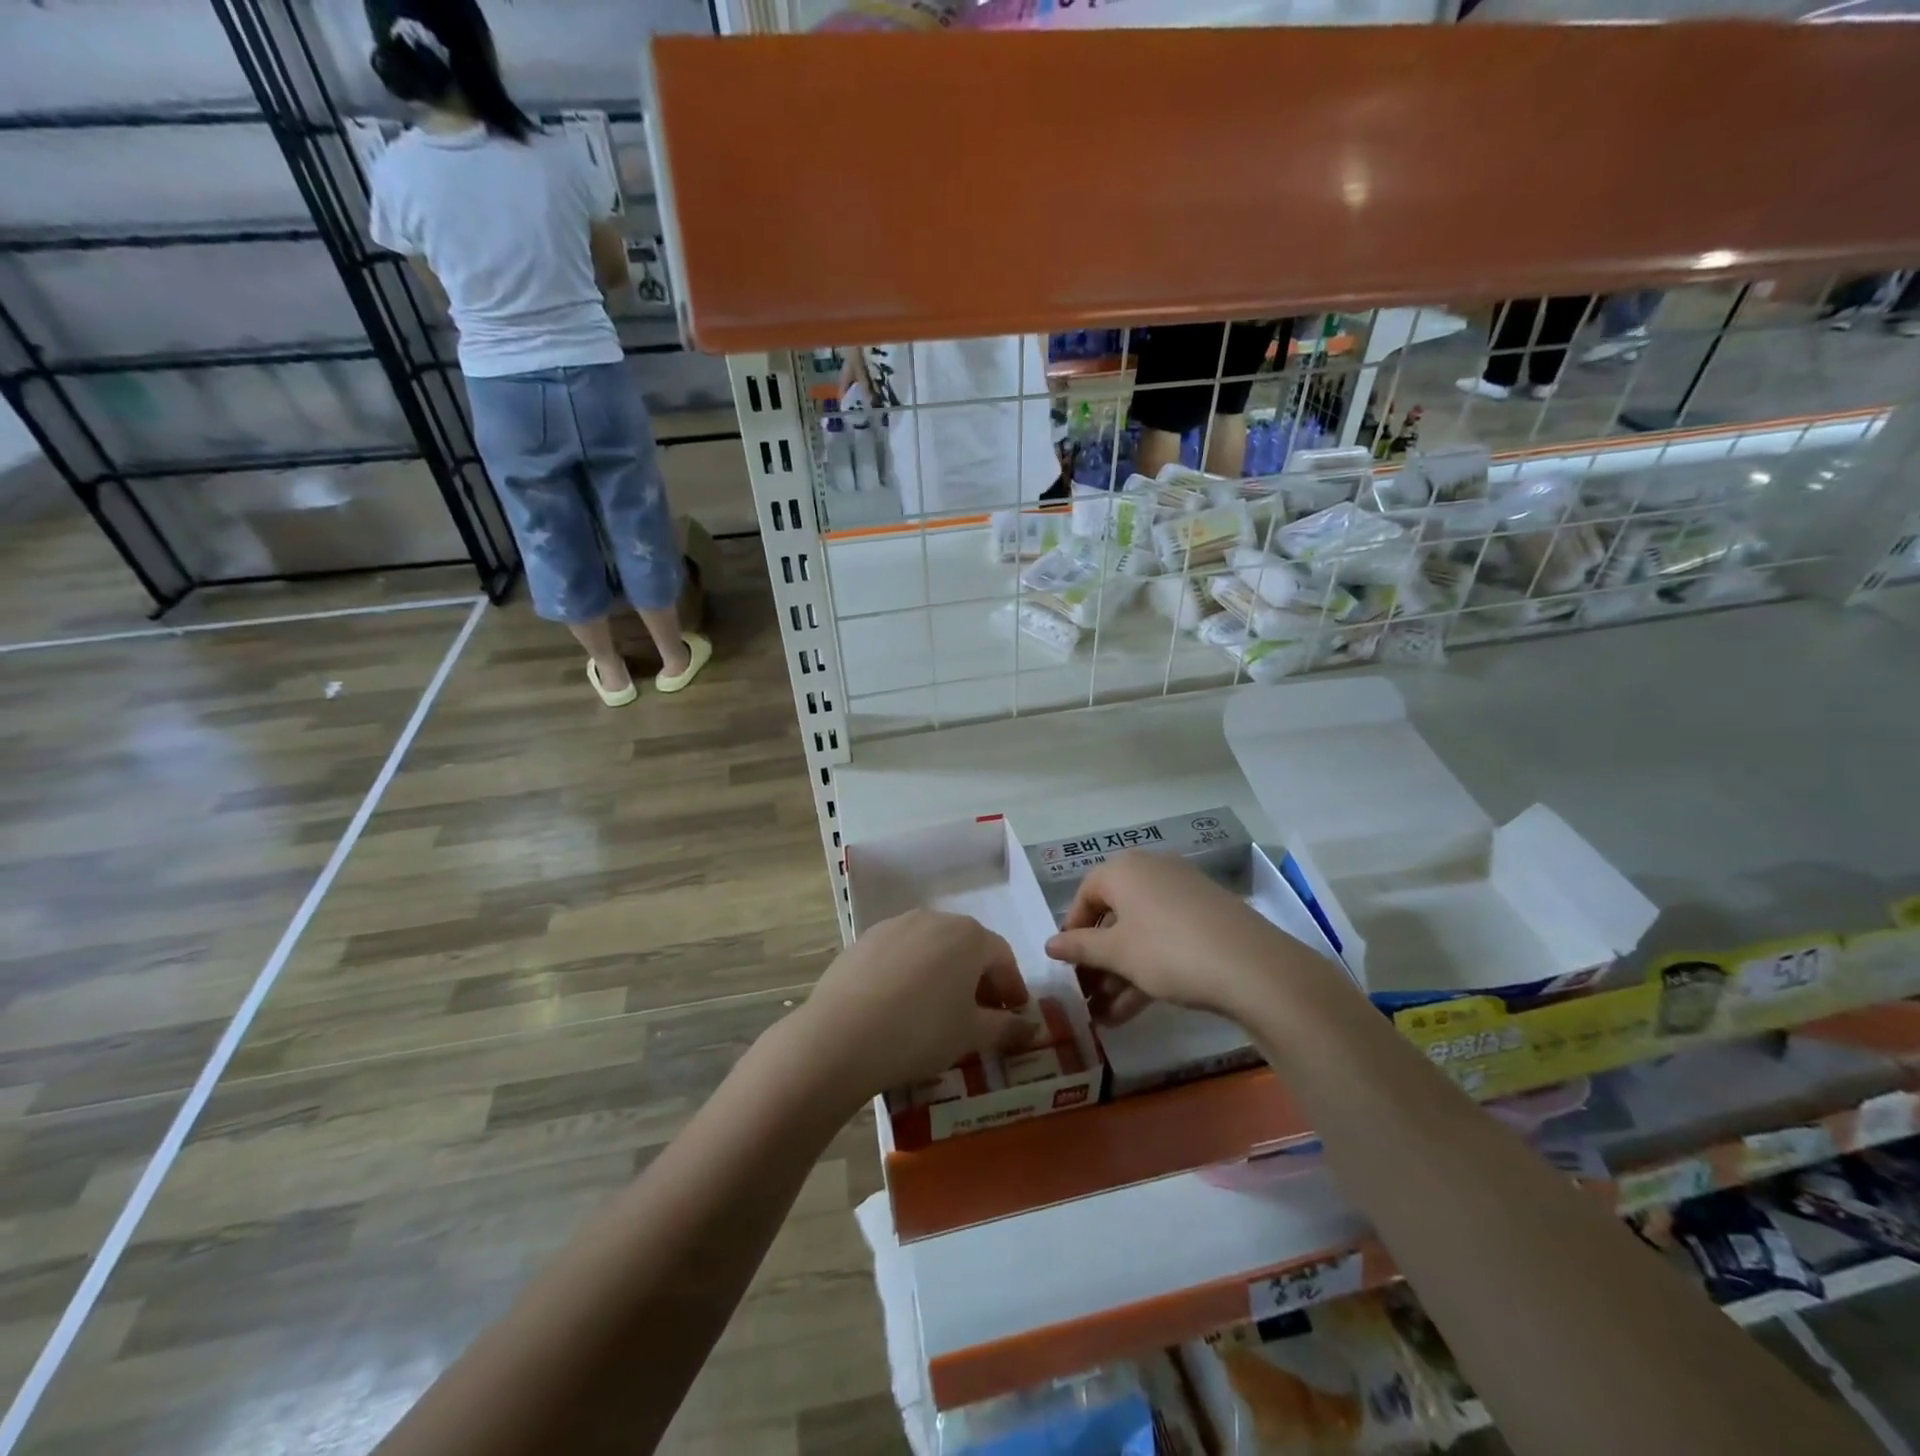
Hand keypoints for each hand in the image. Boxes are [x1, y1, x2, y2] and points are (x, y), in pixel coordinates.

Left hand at [791, 910, 1033, 1102]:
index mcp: (968, 936)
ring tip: (938, 1010)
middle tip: (979, 1014)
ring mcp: (895, 925)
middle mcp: (934, 919)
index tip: (1013, 1014)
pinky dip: (910, 973)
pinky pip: (900, 953)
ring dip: (944, 973)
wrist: (842, 1036)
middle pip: (967, 946)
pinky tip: (901, 1004)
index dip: (1012, 987)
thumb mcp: (971, 1035)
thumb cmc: (921, 1032)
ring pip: (932, 947)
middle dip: (978, 978)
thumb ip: (1006, 1027)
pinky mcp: (864, 939)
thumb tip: (1033, 1027)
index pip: (1002, 957)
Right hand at [1044, 852, 1325, 1024]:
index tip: (1066, 963)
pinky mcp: (1206, 916)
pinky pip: (1164, 938)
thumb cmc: (1168, 950)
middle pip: (1113, 914)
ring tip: (1106, 1015)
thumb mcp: (1117, 954)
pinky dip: (1147, 967)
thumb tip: (1049, 944)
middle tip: (1086, 993)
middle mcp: (1151, 871)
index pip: (1085, 894)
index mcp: (1124, 870)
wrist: (1252, 966)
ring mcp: (1182, 893)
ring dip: (1120, 971)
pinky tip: (1134, 1009)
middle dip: (1097, 958)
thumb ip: (1079, 947)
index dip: (1072, 930)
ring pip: (1139, 931)